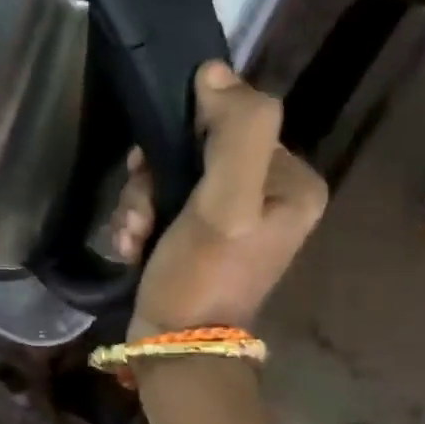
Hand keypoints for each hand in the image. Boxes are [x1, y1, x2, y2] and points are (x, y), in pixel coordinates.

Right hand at [112, 62, 327, 339]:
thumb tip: (214, 73)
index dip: (186, 136)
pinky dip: (141, 223)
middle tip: (142, 215)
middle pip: (199, 150)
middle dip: (155, 179)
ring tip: (133, 237)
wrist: (175, 350)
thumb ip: (237, 129)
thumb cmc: (203, 276)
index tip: (153, 169)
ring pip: (174, 178)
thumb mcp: (227, 201)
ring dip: (140, 203)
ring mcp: (235, 222)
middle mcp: (270, 198)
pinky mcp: (202, 241)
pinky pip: (165, 207)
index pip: (235, 122)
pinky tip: (131, 248)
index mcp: (293, 183)